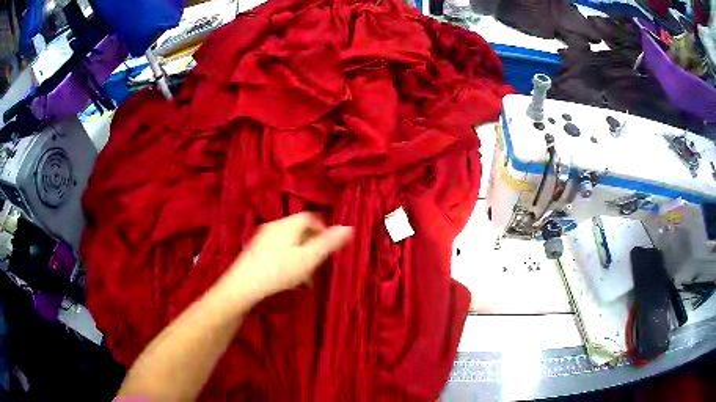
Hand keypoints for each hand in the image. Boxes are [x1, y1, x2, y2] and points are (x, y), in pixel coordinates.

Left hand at [222, 213, 352, 304]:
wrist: (243, 286)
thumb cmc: (278, 271)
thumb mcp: (308, 259)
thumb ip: (328, 243)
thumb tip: (349, 227)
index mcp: (287, 224)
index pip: (310, 217)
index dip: (323, 229)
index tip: (329, 248)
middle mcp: (274, 227)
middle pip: (299, 231)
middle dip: (312, 246)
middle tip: (319, 265)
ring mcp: (263, 239)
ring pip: (289, 243)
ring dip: (301, 256)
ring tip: (306, 278)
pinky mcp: (256, 251)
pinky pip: (278, 250)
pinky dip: (288, 260)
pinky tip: (289, 279)